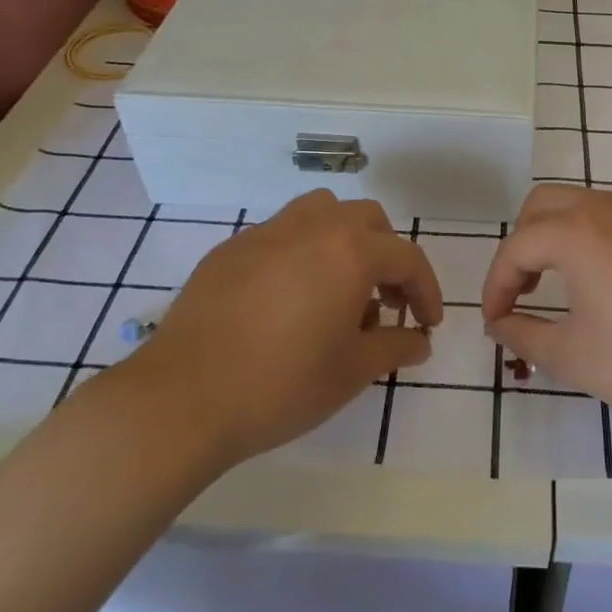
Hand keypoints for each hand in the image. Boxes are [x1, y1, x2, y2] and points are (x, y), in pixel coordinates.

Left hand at [113, 190, 441, 468]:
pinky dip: (302, 252)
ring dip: (344, 240)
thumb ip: (396, 346)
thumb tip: (420, 340)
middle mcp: (312, 227)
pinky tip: (289, 298)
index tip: (428, 323)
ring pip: (322, 212)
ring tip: (338, 287)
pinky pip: (281, 233)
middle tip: (385, 302)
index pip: (406, 258)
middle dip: (387, 256)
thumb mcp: (352, 372)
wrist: (183, 399)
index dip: (426, 290)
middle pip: (367, 220)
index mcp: (349, 251)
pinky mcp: (231, 249)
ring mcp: (266, 233)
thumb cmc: (282, 385)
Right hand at [481, 184, 611, 421]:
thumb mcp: (574, 357)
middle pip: (543, 204)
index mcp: (577, 233)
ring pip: (585, 204)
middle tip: (526, 290)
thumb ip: (523, 335)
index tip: (497, 321)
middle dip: (523, 244)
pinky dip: (602, 238)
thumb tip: (499, 323)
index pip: (516, 247)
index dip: (496, 284)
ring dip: (562, 236)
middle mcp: (608, 206)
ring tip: (569, 285)